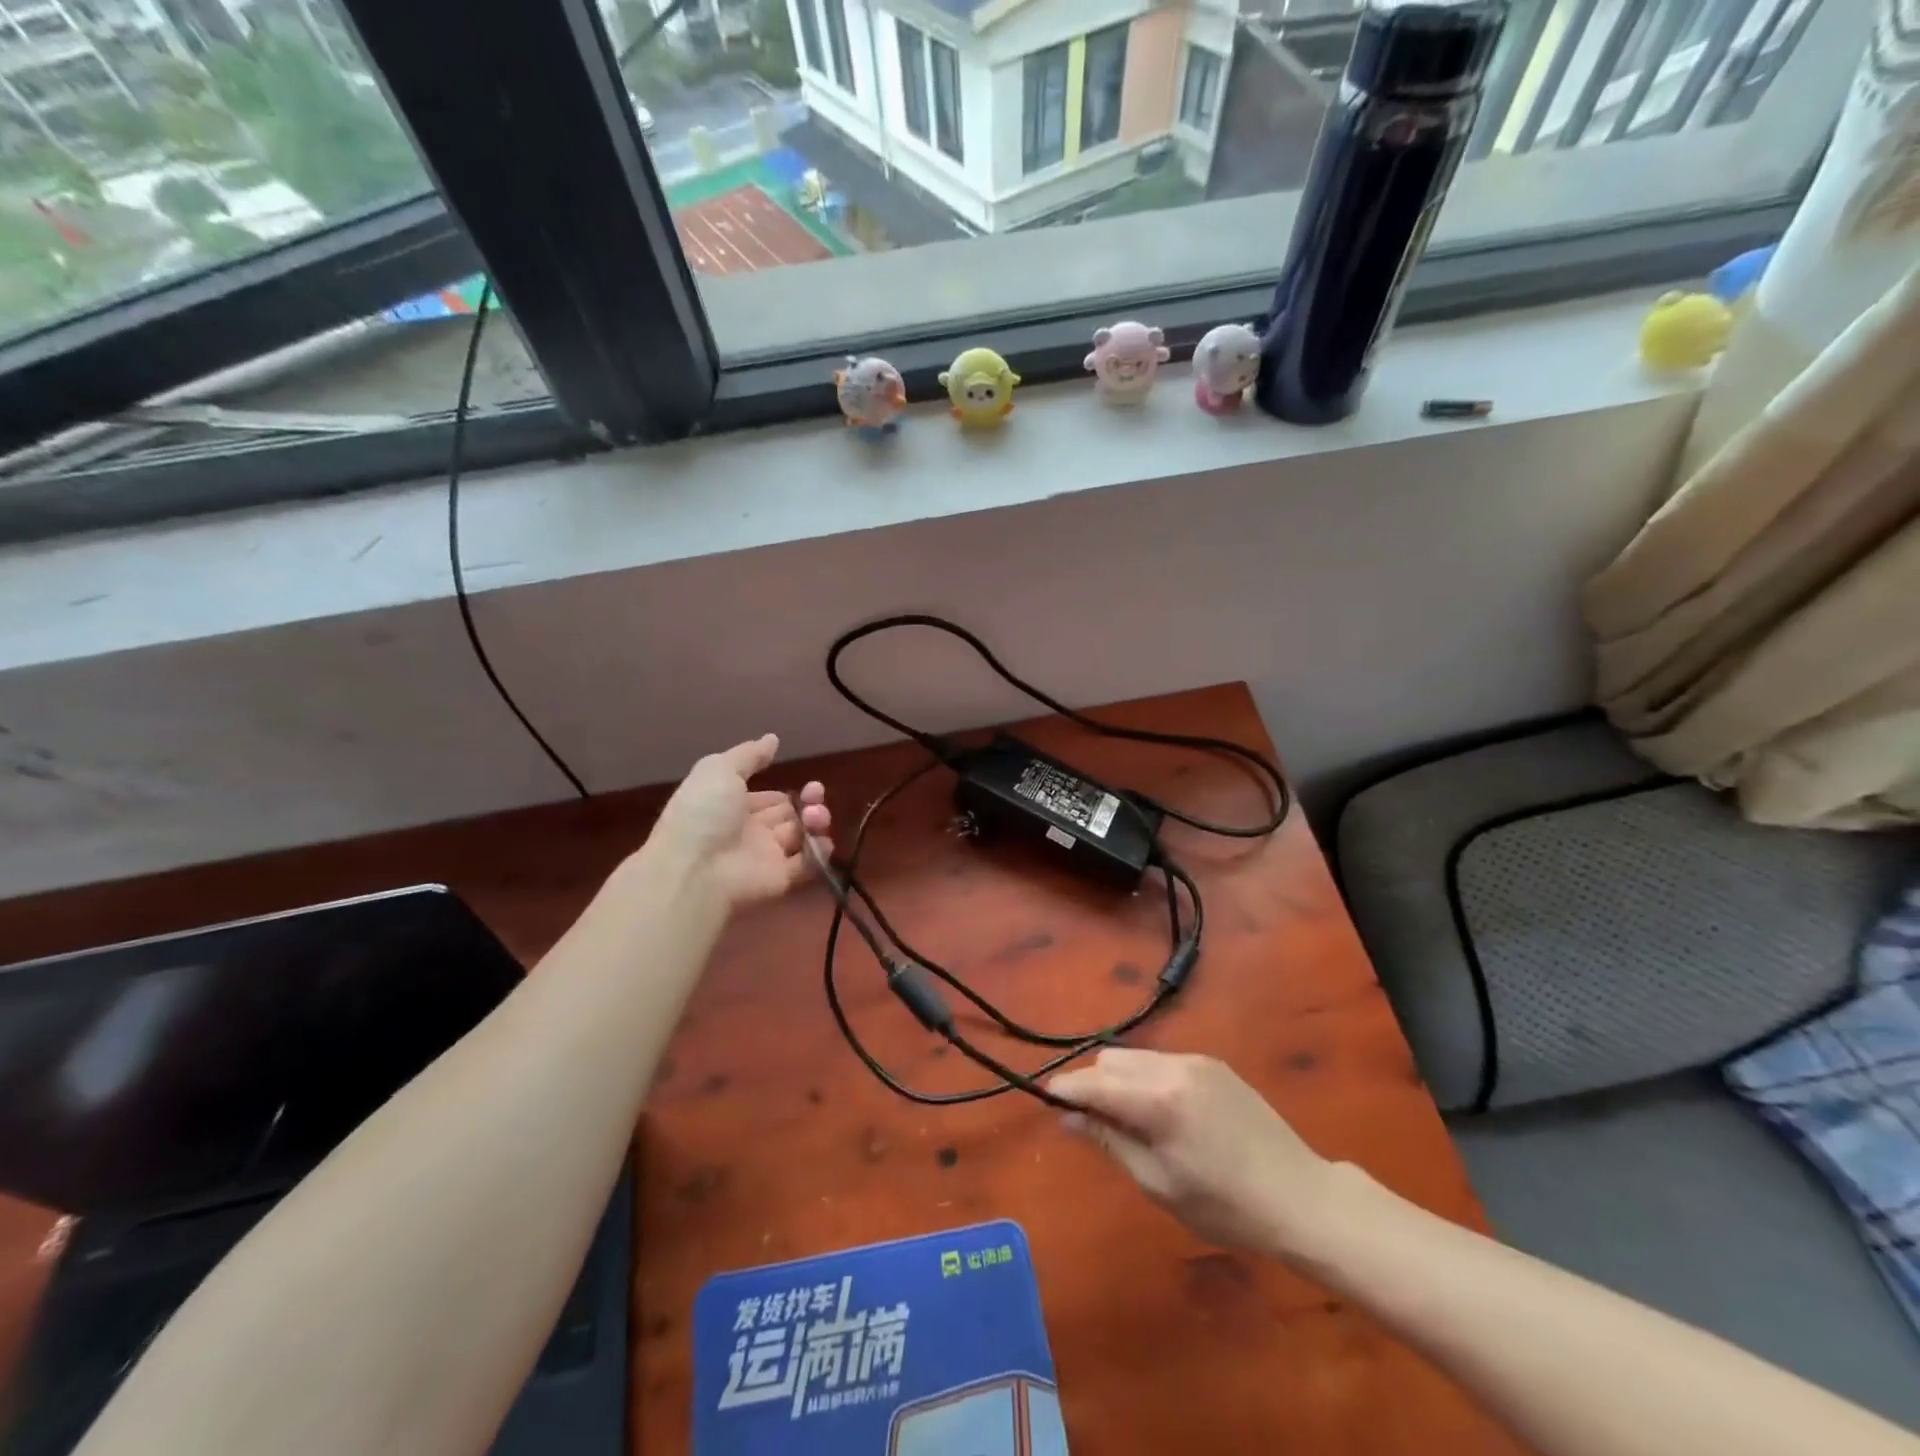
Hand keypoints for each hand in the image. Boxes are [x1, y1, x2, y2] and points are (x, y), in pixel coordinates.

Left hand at [648, 735, 831, 907]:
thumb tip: (773, 738)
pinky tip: (820, 838)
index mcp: (736, 806)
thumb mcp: (719, 769)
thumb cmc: (704, 813)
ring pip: (803, 836)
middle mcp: (753, 831)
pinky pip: (808, 865)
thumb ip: (749, 755)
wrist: (695, 868)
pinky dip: (820, 852)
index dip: (788, 791)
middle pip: (791, 815)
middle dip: (808, 801)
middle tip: (814, 793)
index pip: (771, 799)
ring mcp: (767, 856)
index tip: (806, 782)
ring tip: (815, 815)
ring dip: (816, 821)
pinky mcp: (782, 878)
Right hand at [1048, 1049, 1337, 1260]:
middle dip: (1094, 1084)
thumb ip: (1110, 1141)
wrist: (1299, 1196)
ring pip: (1136, 1056)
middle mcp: (1173, 1066)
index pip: (1094, 1082)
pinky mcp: (1214, 1063)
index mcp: (1157, 1100)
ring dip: (1121, 1079)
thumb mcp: (1158, 1183)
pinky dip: (1148, 1077)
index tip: (1046, 1100)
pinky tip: (1165, 1112)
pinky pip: (1163, 1060)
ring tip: (1132, 1120)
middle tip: (1097, 1123)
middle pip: (1111, 1059)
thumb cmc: (1224, 1206)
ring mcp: (1196, 1060)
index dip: (1066, 1089)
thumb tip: (1067, 1117)